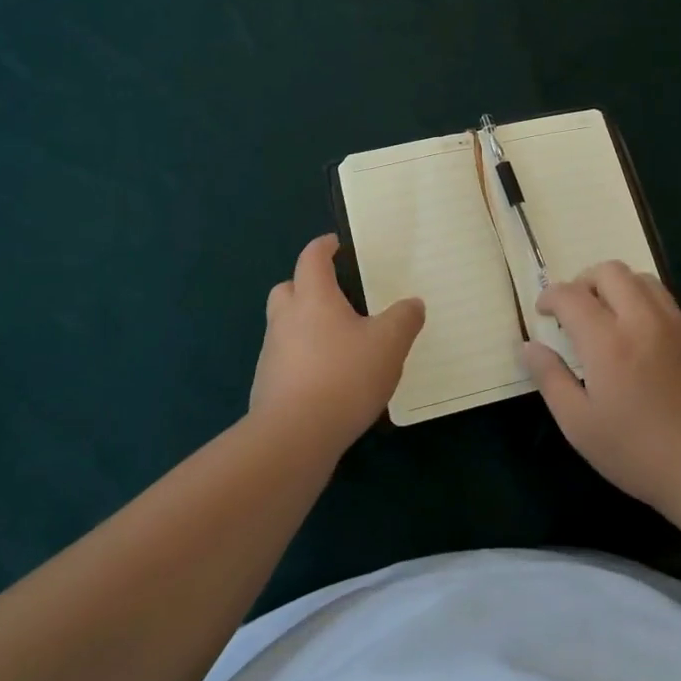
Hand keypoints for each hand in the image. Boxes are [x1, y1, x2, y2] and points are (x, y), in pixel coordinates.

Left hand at [251, 234, 424, 457]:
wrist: (294, 437)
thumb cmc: (343, 376)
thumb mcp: (389, 344)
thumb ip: (404, 319)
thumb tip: (412, 303)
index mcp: (313, 298)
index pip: (312, 258)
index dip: (324, 247)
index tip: (336, 244)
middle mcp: (286, 318)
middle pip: (288, 288)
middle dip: (306, 285)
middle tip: (334, 295)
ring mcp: (272, 353)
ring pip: (285, 325)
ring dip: (304, 325)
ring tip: (337, 342)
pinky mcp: (267, 385)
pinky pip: (285, 359)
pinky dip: (302, 359)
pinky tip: (327, 379)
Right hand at [523, 261, 680, 517]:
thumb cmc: (637, 452)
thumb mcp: (579, 424)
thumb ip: (550, 378)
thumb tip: (529, 347)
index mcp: (608, 341)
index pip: (570, 295)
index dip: (550, 296)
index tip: (544, 312)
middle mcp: (643, 320)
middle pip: (610, 271)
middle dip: (584, 282)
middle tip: (576, 310)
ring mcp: (678, 325)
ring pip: (642, 280)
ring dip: (618, 288)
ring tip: (610, 318)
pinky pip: (668, 304)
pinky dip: (646, 308)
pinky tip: (644, 343)